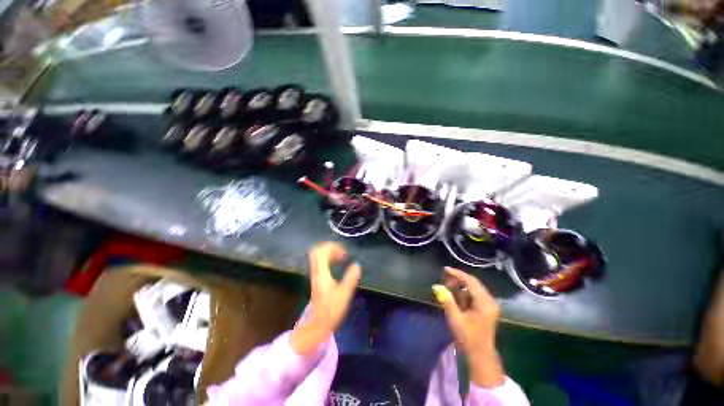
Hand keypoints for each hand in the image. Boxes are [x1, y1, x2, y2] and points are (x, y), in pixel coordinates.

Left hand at [290, 242, 360, 355]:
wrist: (317, 324)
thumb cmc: (331, 309)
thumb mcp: (344, 294)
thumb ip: (351, 278)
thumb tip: (357, 265)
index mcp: (321, 273)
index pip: (321, 252)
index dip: (332, 247)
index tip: (344, 252)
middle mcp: (316, 271)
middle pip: (317, 251)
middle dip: (331, 248)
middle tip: (343, 252)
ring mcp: (315, 274)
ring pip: (318, 256)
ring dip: (329, 253)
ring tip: (341, 257)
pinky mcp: (317, 278)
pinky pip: (320, 262)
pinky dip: (328, 259)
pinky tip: (337, 264)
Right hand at [433, 267, 504, 387]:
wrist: (480, 356)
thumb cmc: (468, 338)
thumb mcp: (455, 318)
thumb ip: (446, 300)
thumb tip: (436, 286)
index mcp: (484, 303)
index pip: (470, 281)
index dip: (457, 274)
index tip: (445, 269)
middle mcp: (489, 301)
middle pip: (472, 283)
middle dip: (457, 280)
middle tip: (444, 281)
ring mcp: (489, 304)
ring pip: (472, 288)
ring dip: (460, 287)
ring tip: (448, 291)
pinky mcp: (486, 308)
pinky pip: (474, 295)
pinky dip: (464, 294)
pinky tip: (456, 299)